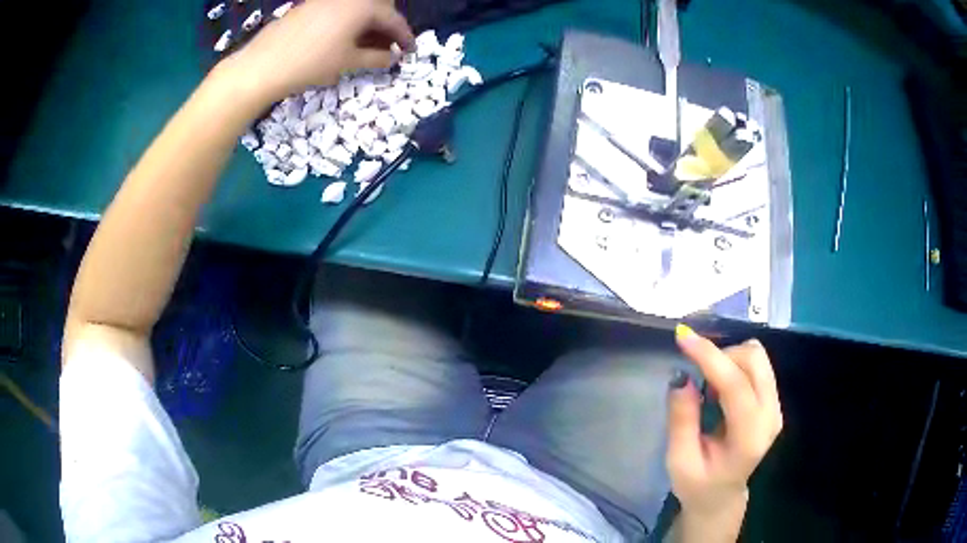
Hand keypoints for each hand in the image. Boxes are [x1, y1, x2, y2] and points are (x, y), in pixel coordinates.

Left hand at [226, 0, 414, 103]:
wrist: (263, 64)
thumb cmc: (312, 63)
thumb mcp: (349, 62)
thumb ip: (376, 58)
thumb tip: (393, 57)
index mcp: (363, 5)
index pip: (393, 19)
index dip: (404, 36)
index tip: (411, 51)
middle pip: (377, 7)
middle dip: (386, 25)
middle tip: (388, 45)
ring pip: (356, 7)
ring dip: (367, 23)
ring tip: (366, 45)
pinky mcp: (309, 6)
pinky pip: (339, 9)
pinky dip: (348, 21)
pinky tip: (343, 39)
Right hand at [666, 325, 782, 517]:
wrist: (721, 496)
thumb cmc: (697, 484)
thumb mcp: (679, 460)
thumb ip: (681, 420)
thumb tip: (681, 377)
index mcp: (749, 438)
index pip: (736, 385)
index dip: (710, 357)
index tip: (682, 337)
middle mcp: (771, 416)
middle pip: (755, 360)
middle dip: (721, 355)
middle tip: (696, 374)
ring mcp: (776, 407)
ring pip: (758, 357)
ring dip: (729, 359)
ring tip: (709, 386)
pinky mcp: (773, 402)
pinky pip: (758, 366)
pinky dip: (735, 365)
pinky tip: (720, 388)